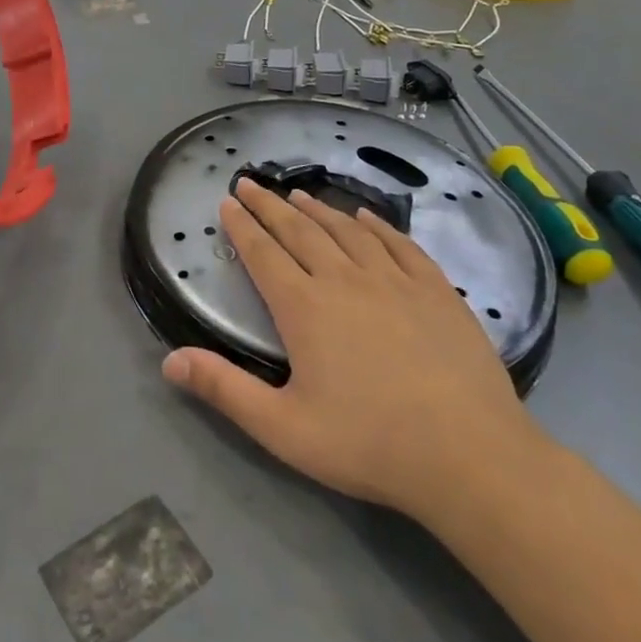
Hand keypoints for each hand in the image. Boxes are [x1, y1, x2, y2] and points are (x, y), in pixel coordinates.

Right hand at [161, 180, 547, 524]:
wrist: (471, 457)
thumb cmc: (369, 444)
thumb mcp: (283, 428)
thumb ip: (224, 390)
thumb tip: (169, 361)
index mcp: (305, 308)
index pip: (263, 254)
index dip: (242, 226)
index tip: (228, 201)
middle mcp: (345, 280)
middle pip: (300, 231)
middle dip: (270, 205)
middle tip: (250, 183)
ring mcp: (395, 281)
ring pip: (347, 231)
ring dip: (318, 209)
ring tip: (298, 194)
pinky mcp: (437, 292)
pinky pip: (400, 245)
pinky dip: (377, 226)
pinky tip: (366, 217)